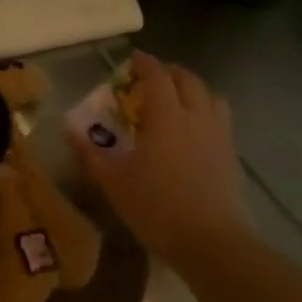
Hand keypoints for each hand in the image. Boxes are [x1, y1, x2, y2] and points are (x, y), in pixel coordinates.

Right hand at [66, 51, 252, 271]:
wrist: (212, 243)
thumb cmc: (156, 208)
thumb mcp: (114, 183)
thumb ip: (91, 153)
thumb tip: (69, 130)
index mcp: (166, 116)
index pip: (157, 76)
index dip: (145, 63)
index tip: (133, 58)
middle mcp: (196, 117)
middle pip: (188, 80)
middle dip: (170, 72)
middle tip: (153, 78)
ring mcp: (219, 135)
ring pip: (211, 96)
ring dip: (194, 90)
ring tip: (178, 100)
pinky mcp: (232, 156)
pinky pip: (221, 120)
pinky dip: (206, 113)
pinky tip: (195, 133)